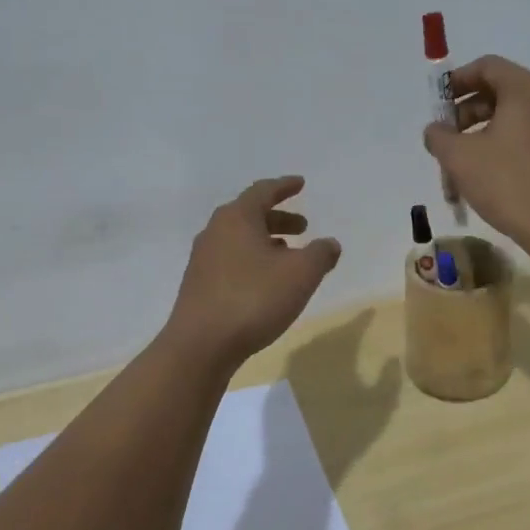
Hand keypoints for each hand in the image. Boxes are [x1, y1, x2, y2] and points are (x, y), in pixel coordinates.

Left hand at [164, 176, 341, 369]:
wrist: (201, 345)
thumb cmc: (254, 299)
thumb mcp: (300, 274)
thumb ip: (320, 254)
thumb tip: (330, 244)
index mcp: (237, 218)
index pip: (263, 191)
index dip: (284, 187)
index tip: (300, 184)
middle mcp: (215, 231)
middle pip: (250, 215)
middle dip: (279, 218)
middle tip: (303, 227)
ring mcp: (203, 259)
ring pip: (239, 239)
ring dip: (266, 241)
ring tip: (289, 255)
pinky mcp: (199, 284)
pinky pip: (231, 260)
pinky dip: (252, 260)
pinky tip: (265, 280)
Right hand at [423, 56, 529, 253]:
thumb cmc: (509, 183)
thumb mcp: (460, 158)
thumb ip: (439, 136)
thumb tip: (436, 130)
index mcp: (526, 89)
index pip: (487, 66)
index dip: (457, 81)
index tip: (437, 105)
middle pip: (500, 93)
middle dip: (466, 115)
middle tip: (446, 142)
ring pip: (514, 120)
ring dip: (482, 137)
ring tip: (462, 169)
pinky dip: (504, 149)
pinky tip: (489, 180)